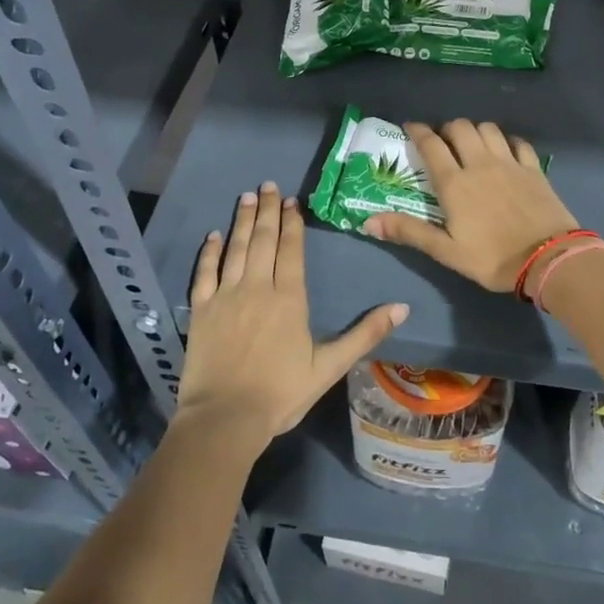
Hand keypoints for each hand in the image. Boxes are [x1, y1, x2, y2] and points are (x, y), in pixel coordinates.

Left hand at [176, 183, 407, 449]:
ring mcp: (226, 295)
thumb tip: (401, 307)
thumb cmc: (281, 393)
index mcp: (290, 298)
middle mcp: (257, 287)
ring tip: (247, 197)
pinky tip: (214, 235)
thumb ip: (364, 334)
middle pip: (264, 240)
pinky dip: (210, 251)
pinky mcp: (201, 309)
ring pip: (236, 248)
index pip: (291, 249)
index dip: (292, 223)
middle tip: (268, 185)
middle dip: (268, 210)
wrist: (225, 419)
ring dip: (243, 221)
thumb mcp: (329, 366)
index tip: (292, 201)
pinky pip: (204, 272)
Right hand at [364, 120, 578, 293]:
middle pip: (460, 127)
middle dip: (447, 128)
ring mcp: (510, 163)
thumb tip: (368, 222)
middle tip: (442, 141)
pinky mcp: (534, 168)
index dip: (418, 131)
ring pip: (489, 129)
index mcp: (455, 182)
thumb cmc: (492, 258)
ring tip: (472, 144)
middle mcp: (480, 163)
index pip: (431, 144)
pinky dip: (508, 141)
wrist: (548, 259)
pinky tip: (506, 151)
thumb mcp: (446, 251)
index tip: (411, 127)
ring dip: (476, 131)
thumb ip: (409, 232)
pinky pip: (518, 142)